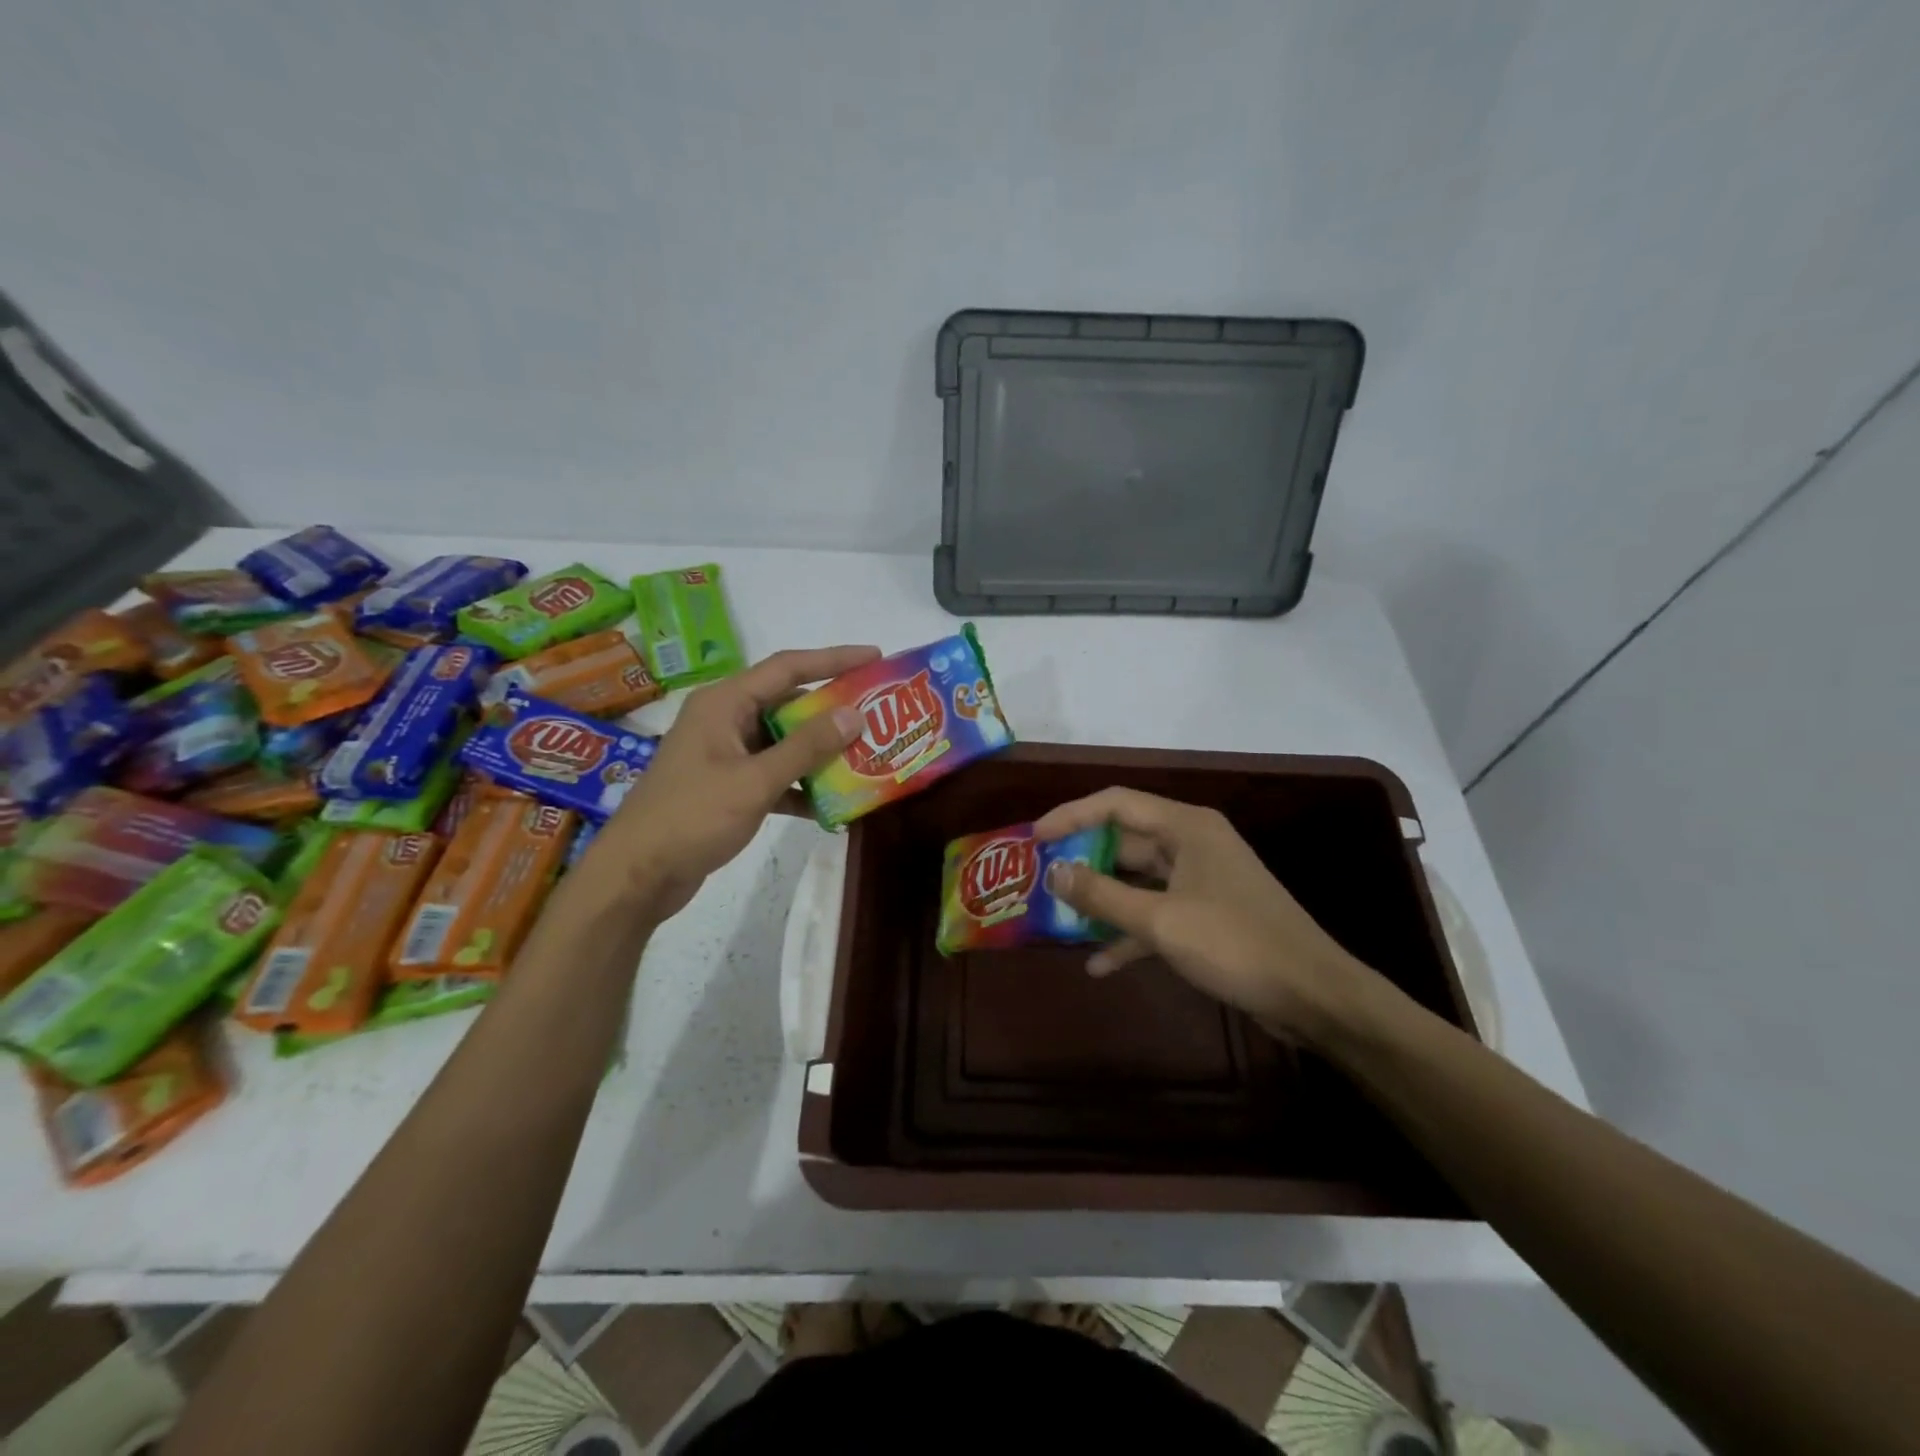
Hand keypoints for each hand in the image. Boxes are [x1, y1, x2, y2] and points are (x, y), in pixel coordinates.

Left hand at [584, 645, 879, 921]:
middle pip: (788, 703)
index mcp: (725, 703)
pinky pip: (773, 774)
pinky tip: (830, 805)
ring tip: (865, 756)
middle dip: (832, 710)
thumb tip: (854, 714)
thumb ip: (805, 747)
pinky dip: (799, 785)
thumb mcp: (755, 781)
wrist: (636, 875)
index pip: (788, 667)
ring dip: (819, 751)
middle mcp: (725, 720)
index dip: (834, 659)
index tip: (876, 656)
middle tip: (877, 713)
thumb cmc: (691, 817)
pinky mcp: (727, 786)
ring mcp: (725, 754)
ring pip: (783, 741)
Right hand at [1033, 788, 1384, 1046]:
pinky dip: (1128, 934)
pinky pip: (1155, 915)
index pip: (1115, 803)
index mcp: (1185, 827)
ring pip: (1136, 881)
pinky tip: (1099, 964)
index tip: (1034, 838)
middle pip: (1124, 842)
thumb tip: (1051, 871)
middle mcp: (1191, 844)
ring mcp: (1200, 881)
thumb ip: (1101, 895)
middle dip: (1082, 861)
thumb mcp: (1160, 920)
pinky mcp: (1206, 916)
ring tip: (1058, 920)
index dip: (1070, 815)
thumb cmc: (1236, 944)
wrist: (1313, 996)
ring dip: (1101, 901)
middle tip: (1039, 880)